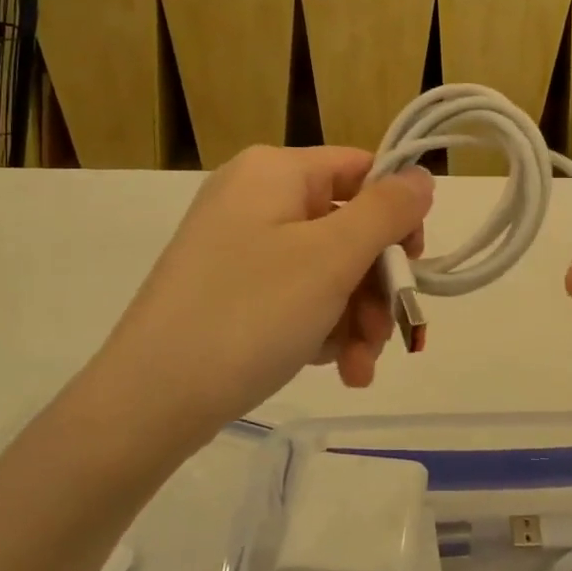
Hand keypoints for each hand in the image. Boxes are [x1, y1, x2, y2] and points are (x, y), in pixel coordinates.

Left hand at [91, 147, 432, 441]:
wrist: (149, 401)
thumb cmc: (249, 313)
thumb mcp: (331, 258)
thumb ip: (387, 211)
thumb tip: (422, 175)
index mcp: (274, 172)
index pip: (360, 169)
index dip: (397, 214)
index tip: (415, 266)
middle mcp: (255, 198)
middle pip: (346, 227)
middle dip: (375, 286)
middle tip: (391, 336)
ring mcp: (239, 246)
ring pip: (326, 270)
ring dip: (355, 318)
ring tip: (360, 369)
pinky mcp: (230, 290)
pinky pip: (295, 296)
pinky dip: (322, 329)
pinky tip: (335, 370)